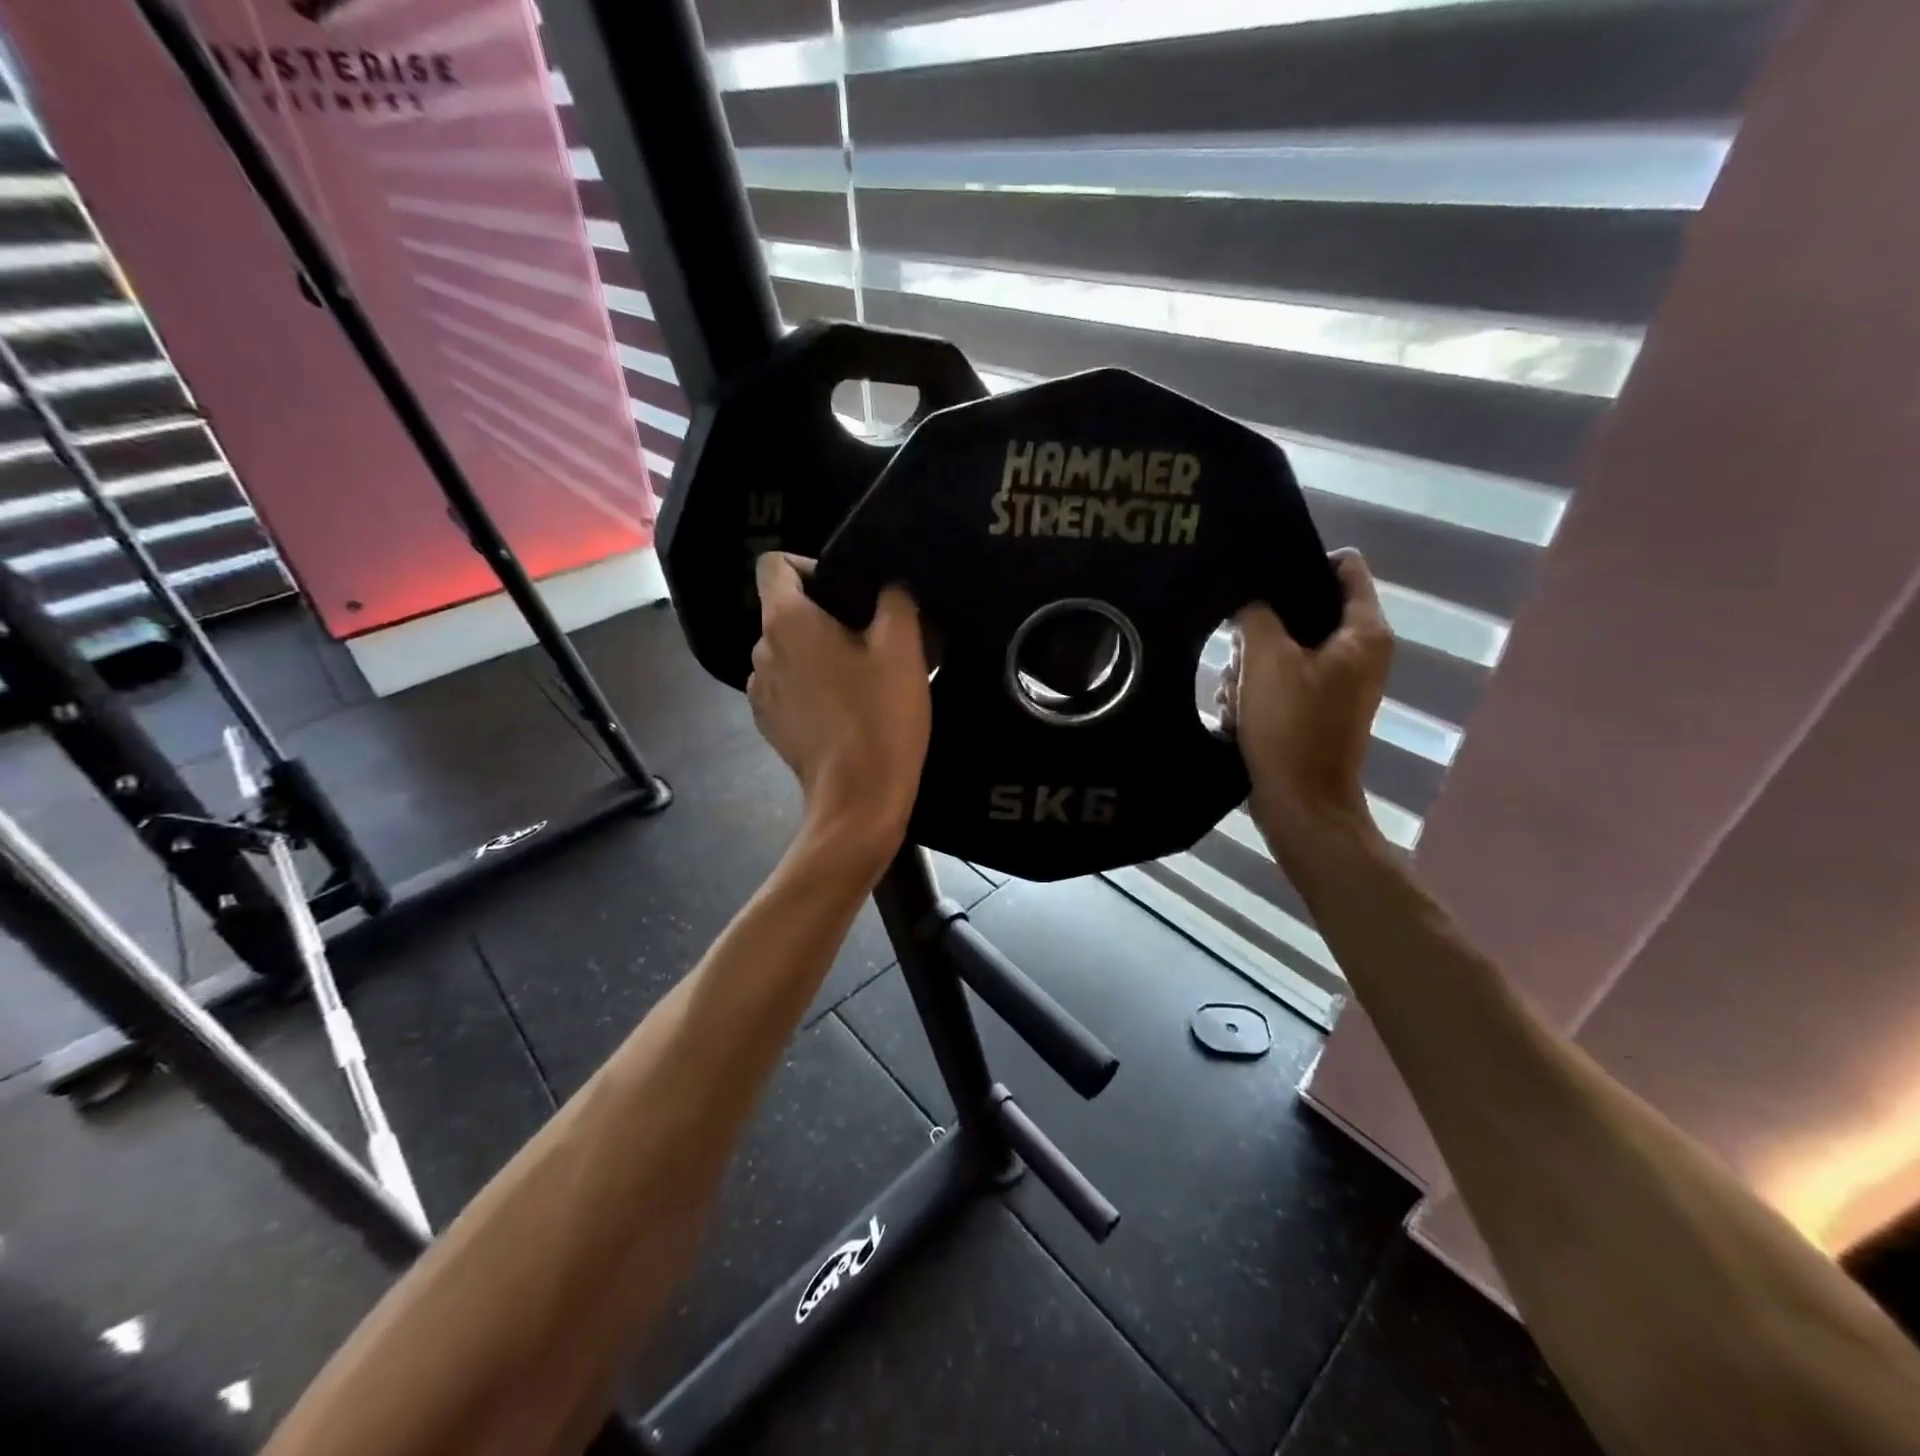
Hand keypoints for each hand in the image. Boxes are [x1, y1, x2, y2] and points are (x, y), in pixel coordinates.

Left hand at [748, 553, 930, 856]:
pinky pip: (787, 685)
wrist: (858, 799)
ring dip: (818, 653)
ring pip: (789, 650)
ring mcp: (759, 690)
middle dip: (825, 614)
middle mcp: (761, 649)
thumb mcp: (903, 649)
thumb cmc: (881, 718)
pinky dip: (810, 685)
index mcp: (786, 621)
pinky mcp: (768, 723)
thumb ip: (895, 599)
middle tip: (872, 637)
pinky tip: (844, 708)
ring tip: (861, 676)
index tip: (849, 591)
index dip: (811, 565)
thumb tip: (889, 583)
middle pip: (786, 610)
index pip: (775, 564)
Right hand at [1220, 549, 1393, 869]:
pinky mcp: (1313, 709)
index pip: (1343, 567)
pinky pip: (1278, 681)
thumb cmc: (1291, 727)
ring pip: (1281, 649)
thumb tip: (1249, 597)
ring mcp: (1336, 683)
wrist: (1300, 803)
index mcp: (1363, 633)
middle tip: (1237, 650)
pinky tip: (1238, 713)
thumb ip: (1257, 615)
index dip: (1300, 562)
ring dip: (1249, 668)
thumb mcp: (1266, 661)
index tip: (1257, 575)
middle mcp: (1358, 652)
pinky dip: (1255, 693)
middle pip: (1302, 612)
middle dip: (1261, 630)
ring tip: (1235, 694)